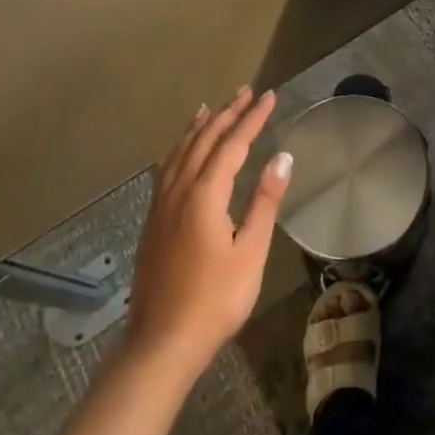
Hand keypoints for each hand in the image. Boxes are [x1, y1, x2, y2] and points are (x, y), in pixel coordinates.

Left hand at [123, 88, 291, 380]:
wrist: (162, 343)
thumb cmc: (215, 300)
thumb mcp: (250, 252)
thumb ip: (264, 201)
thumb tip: (282, 156)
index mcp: (205, 196)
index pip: (232, 144)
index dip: (252, 118)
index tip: (269, 96)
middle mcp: (179, 192)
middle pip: (204, 141)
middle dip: (227, 113)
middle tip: (246, 92)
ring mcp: (161, 206)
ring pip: (180, 152)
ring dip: (199, 127)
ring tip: (211, 107)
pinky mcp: (153, 222)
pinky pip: (167, 169)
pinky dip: (179, 149)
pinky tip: (181, 152)